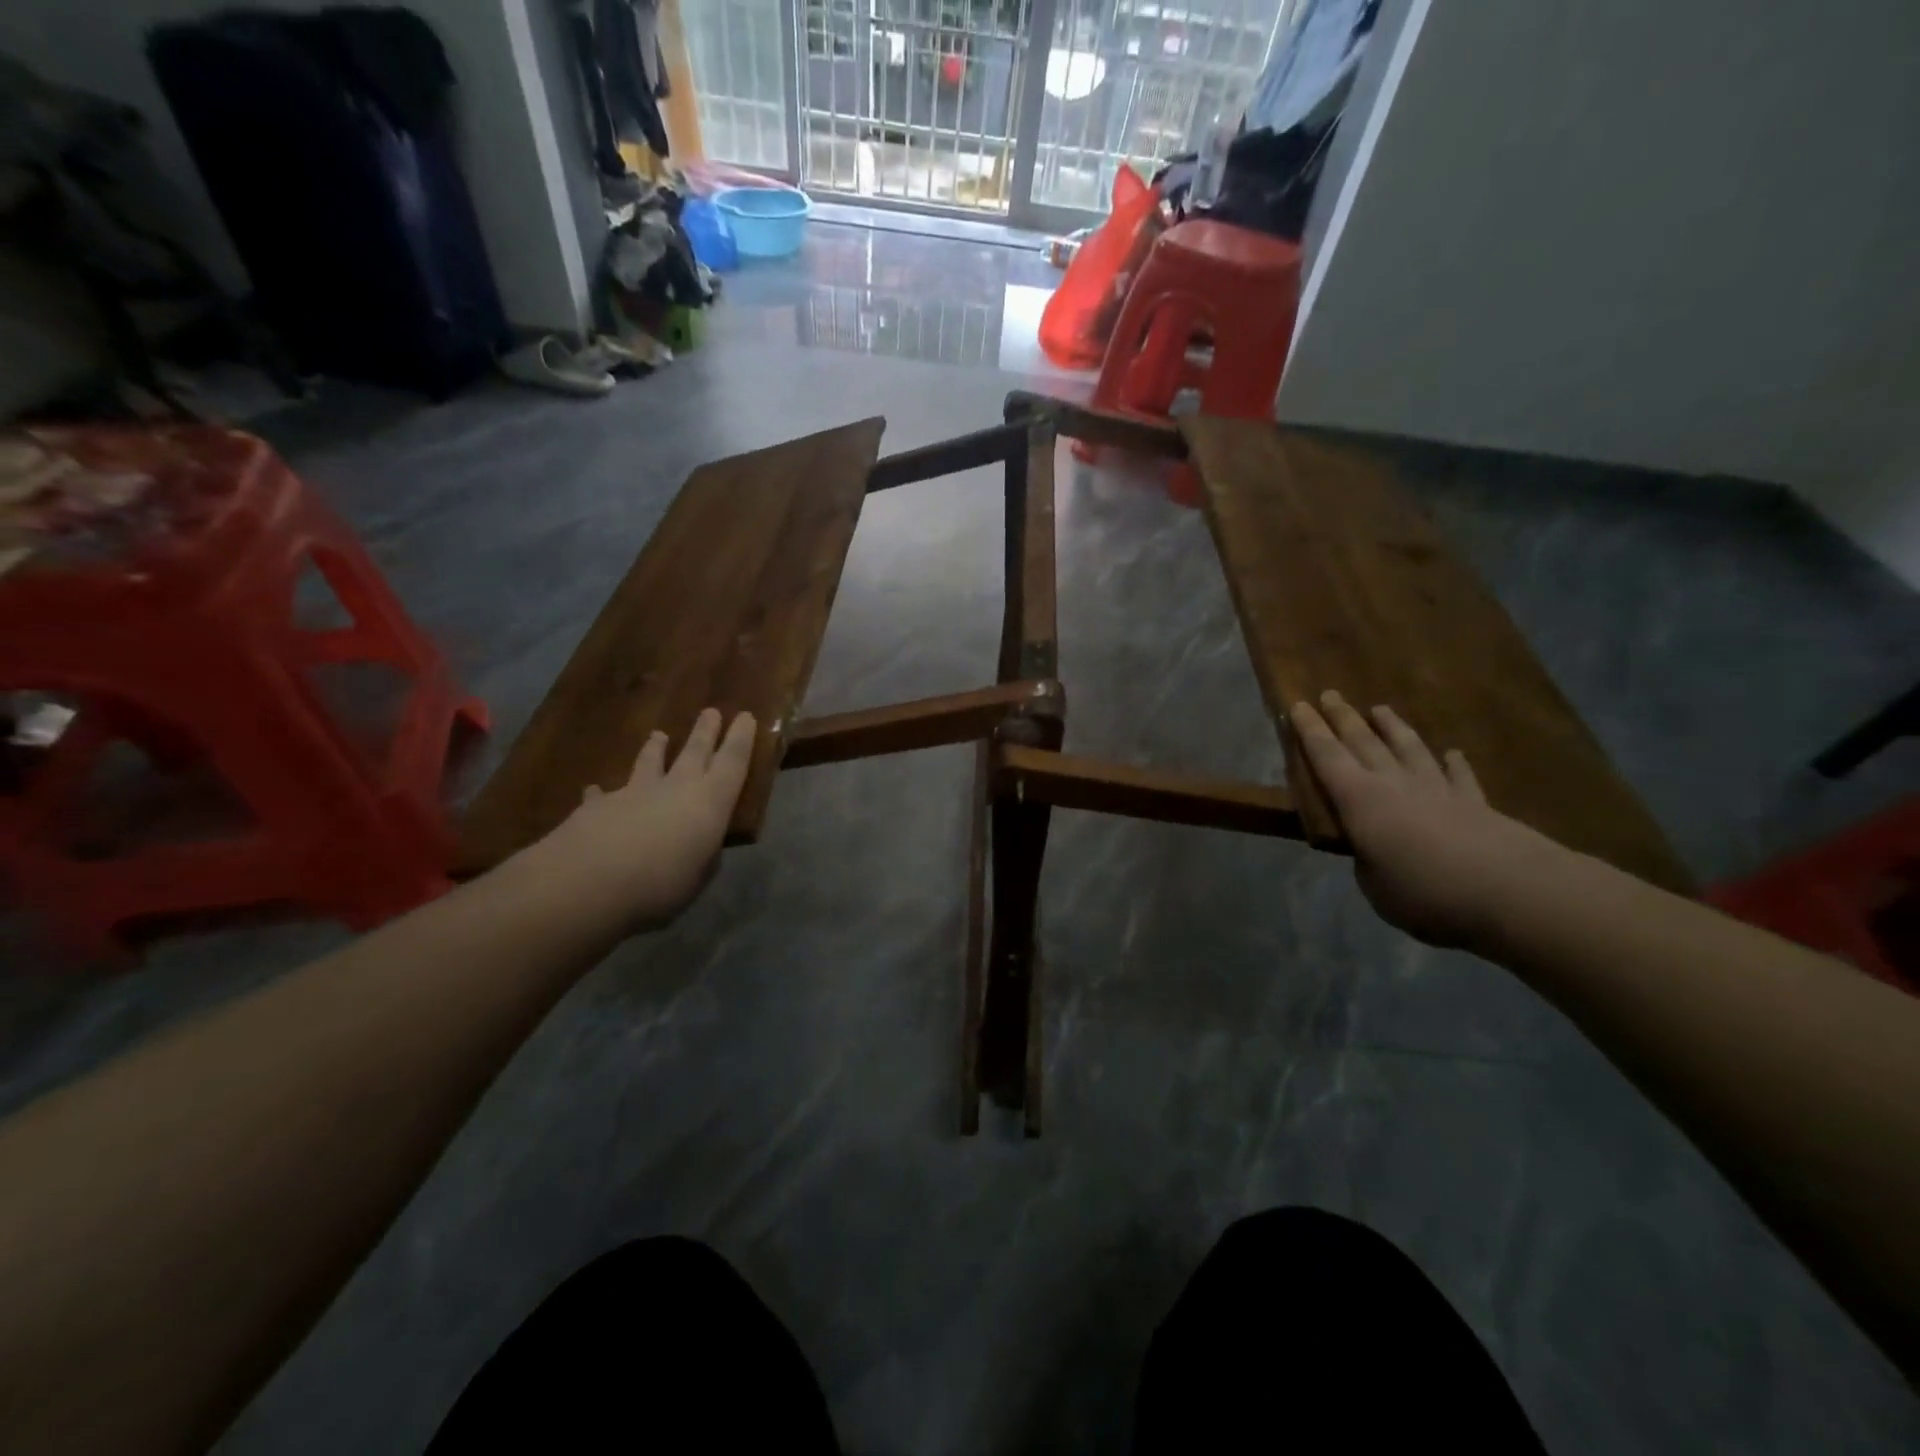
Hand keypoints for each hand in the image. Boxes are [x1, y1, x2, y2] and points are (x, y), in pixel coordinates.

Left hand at [530, 708, 756, 934]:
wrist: (588, 882)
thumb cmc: (660, 884)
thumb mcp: (698, 877)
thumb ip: (702, 857)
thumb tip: (701, 848)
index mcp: (710, 802)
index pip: (733, 762)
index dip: (741, 738)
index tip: (745, 715)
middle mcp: (676, 787)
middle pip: (695, 751)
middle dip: (705, 732)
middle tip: (711, 711)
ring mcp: (634, 793)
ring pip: (649, 762)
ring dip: (655, 749)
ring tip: (658, 735)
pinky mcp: (597, 806)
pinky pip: (602, 795)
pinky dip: (601, 793)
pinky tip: (594, 790)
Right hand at [1288, 691, 1560, 949]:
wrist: (1511, 891)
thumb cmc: (1424, 891)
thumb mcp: (1375, 887)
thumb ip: (1369, 864)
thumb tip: (1373, 854)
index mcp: (1360, 801)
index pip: (1327, 757)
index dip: (1311, 731)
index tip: (1298, 704)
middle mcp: (1395, 785)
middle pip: (1364, 743)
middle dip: (1344, 718)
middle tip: (1331, 694)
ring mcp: (1438, 791)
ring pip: (1409, 749)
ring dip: (1393, 728)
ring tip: (1381, 708)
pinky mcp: (1476, 805)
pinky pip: (1460, 777)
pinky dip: (1453, 763)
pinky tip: (1452, 753)